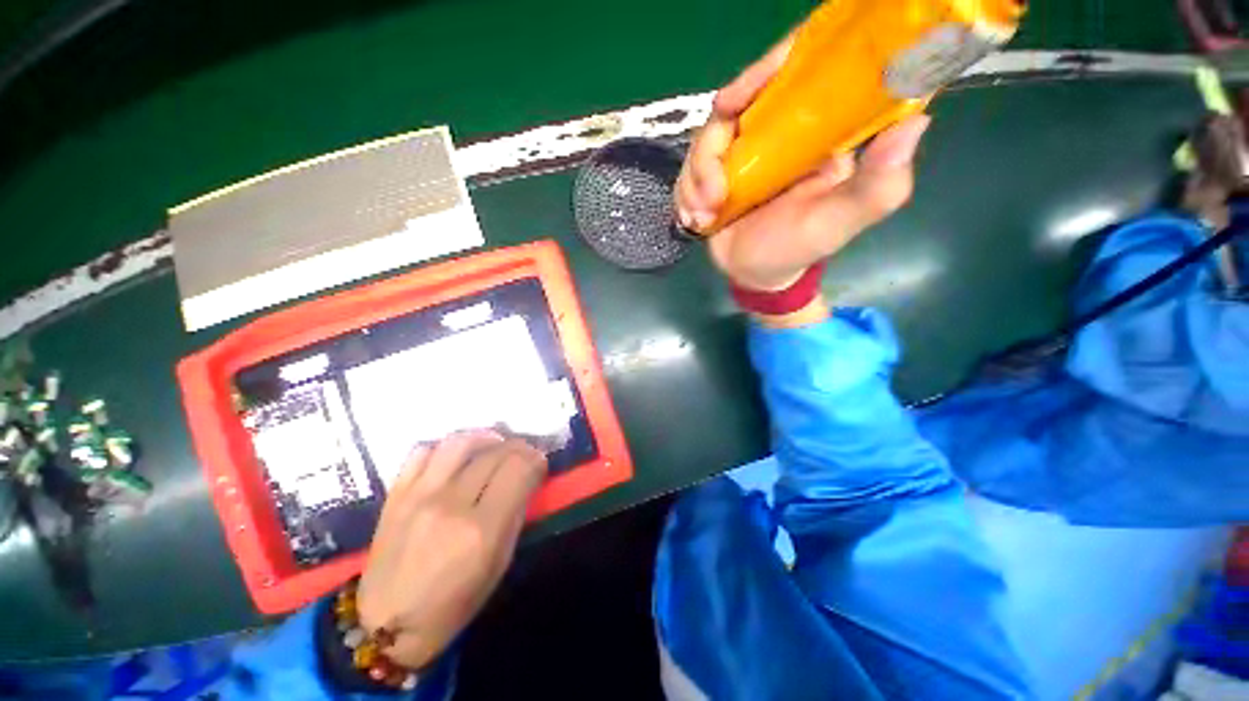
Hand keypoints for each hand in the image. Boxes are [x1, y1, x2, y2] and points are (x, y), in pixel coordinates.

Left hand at [357, 431, 547, 668]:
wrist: (384, 626)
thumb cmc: (452, 604)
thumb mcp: (498, 565)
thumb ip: (515, 515)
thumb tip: (526, 478)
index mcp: (481, 530)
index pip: (519, 469)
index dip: (536, 459)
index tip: (540, 462)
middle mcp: (451, 504)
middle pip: (495, 453)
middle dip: (518, 447)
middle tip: (524, 454)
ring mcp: (419, 495)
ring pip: (460, 442)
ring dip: (485, 438)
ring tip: (494, 446)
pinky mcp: (396, 494)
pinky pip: (423, 451)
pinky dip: (446, 447)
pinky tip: (457, 457)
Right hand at [674, 36, 929, 292]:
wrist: (757, 275)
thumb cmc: (800, 248)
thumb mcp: (840, 222)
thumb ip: (878, 184)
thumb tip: (917, 120)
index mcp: (813, 130)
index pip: (793, 74)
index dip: (763, 72)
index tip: (734, 99)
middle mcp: (774, 132)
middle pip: (733, 106)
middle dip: (711, 150)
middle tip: (711, 190)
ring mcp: (739, 154)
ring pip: (704, 140)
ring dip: (696, 181)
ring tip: (704, 216)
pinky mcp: (713, 174)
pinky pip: (688, 168)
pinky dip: (685, 194)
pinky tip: (695, 220)